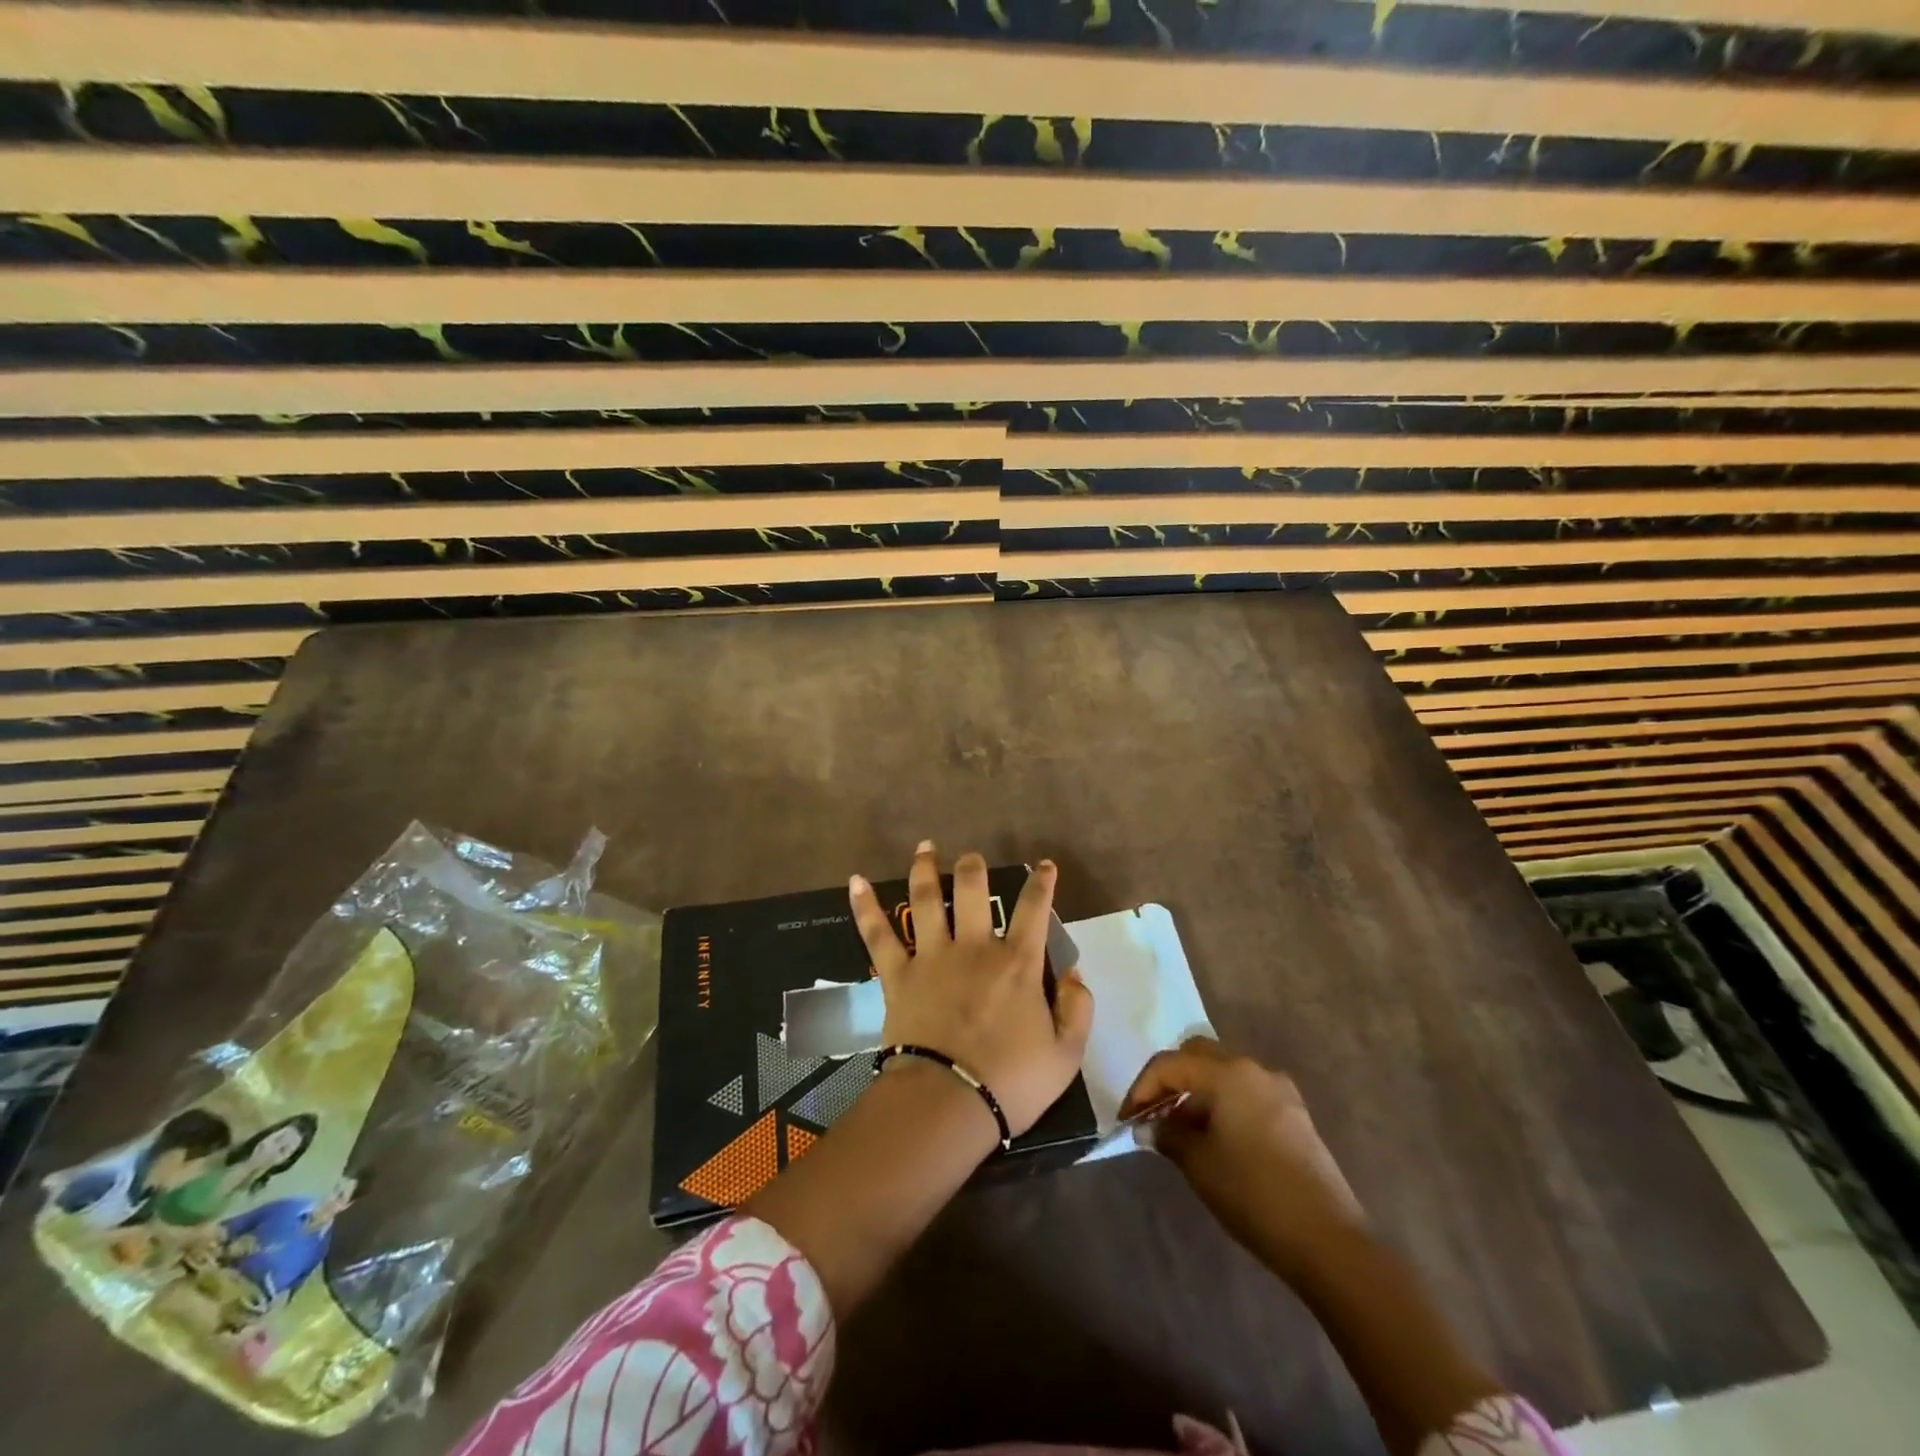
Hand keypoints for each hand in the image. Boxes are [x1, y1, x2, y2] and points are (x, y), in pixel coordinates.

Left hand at [850, 842, 1092, 1137]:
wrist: (948, 1102)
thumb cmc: (1011, 1082)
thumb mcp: (1066, 1055)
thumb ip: (1077, 1008)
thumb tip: (1073, 973)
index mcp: (1017, 963)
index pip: (1034, 910)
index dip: (1041, 883)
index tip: (1044, 865)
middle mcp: (974, 948)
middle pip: (973, 891)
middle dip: (973, 868)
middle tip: (971, 857)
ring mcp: (932, 957)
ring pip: (927, 900)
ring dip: (925, 869)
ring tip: (925, 847)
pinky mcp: (898, 975)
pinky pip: (878, 935)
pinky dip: (865, 907)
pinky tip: (855, 881)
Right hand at [1121, 1037, 1364, 1282]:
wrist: (1327, 1240)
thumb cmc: (1252, 1193)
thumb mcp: (1198, 1163)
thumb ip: (1167, 1134)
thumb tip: (1152, 1125)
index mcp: (1227, 1073)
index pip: (1169, 1064)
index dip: (1142, 1088)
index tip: (1128, 1119)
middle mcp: (1253, 1068)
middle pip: (1198, 1055)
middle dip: (1170, 1079)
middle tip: (1153, 1112)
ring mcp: (1279, 1089)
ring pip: (1224, 1072)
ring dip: (1197, 1091)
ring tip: (1181, 1129)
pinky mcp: (1295, 1114)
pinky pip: (1246, 1092)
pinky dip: (1222, 1102)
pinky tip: (1215, 1138)